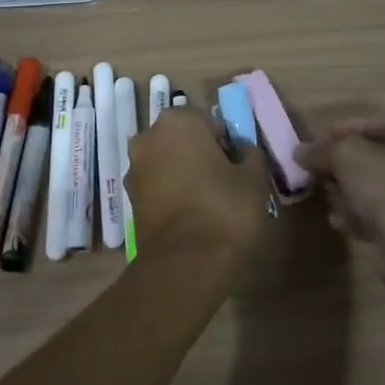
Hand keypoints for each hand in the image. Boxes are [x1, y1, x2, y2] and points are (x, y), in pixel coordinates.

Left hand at [126, 109, 270, 268]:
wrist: (186, 263)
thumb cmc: (225, 209)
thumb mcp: (254, 178)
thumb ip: (250, 154)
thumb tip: (242, 150)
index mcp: (178, 121)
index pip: (208, 120)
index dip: (226, 141)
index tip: (237, 165)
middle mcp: (148, 137)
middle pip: (182, 139)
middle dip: (200, 153)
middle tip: (224, 181)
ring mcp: (134, 169)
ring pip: (167, 162)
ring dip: (183, 173)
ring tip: (208, 202)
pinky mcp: (130, 199)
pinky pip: (157, 186)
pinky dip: (171, 194)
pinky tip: (190, 216)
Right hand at [294, 112, 384, 247]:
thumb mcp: (348, 155)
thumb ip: (323, 149)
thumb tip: (301, 151)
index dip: (356, 126)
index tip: (326, 135)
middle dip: (350, 162)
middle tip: (322, 166)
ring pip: (384, 190)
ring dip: (352, 190)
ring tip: (326, 193)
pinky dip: (361, 217)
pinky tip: (337, 220)